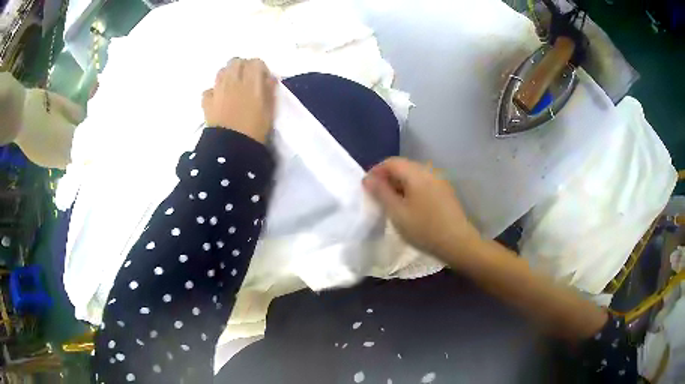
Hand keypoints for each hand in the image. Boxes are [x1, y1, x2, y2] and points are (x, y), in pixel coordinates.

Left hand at [202, 58, 276, 143]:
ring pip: (221, 71)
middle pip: (236, 62)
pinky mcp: (207, 102)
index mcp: (251, 82)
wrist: (231, 148)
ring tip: (233, 88)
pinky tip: (218, 100)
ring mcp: (217, 90)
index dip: (259, 68)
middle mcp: (233, 81)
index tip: (263, 79)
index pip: (255, 62)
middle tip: (247, 80)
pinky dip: (214, 91)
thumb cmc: (255, 129)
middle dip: (242, 67)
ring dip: (228, 75)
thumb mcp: (270, 109)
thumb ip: (269, 90)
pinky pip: (209, 90)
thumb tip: (269, 77)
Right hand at [363, 157, 481, 267]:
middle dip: (387, 179)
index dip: (376, 171)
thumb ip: (380, 192)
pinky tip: (409, 207)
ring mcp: (439, 181)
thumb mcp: (397, 212)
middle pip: (403, 167)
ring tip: (391, 204)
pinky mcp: (445, 192)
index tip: (366, 188)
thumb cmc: (424, 228)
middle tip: (377, 197)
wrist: (458, 243)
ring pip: (413, 176)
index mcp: (416, 173)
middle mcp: (429, 171)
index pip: (391, 162)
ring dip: (399, 185)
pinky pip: (423, 184)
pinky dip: (411, 190)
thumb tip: (367, 178)